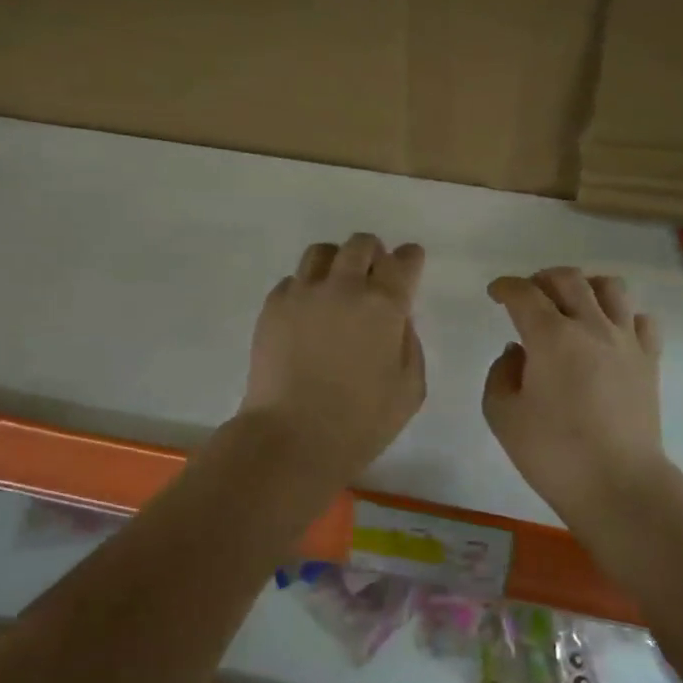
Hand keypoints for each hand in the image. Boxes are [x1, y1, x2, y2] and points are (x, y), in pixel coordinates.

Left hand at [238, 234, 426, 482]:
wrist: (292, 437)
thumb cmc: (361, 422)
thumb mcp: (410, 388)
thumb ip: (409, 343)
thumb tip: (397, 319)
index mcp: (384, 305)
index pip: (403, 261)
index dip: (410, 259)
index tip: (409, 266)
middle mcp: (344, 287)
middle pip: (360, 244)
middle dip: (373, 254)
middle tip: (373, 277)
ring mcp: (303, 293)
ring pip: (321, 252)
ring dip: (336, 262)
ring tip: (336, 287)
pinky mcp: (272, 307)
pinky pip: (292, 281)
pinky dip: (305, 288)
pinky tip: (307, 315)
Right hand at [483, 269, 667, 522]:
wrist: (618, 485)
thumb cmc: (552, 452)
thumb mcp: (502, 414)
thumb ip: (501, 373)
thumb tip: (518, 353)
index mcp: (550, 336)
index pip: (524, 293)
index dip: (505, 287)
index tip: (495, 293)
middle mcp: (591, 326)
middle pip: (568, 279)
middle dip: (541, 279)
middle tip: (528, 296)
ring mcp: (626, 341)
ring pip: (610, 288)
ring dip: (585, 286)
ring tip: (572, 305)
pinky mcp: (649, 361)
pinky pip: (641, 320)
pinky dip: (622, 316)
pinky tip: (610, 333)